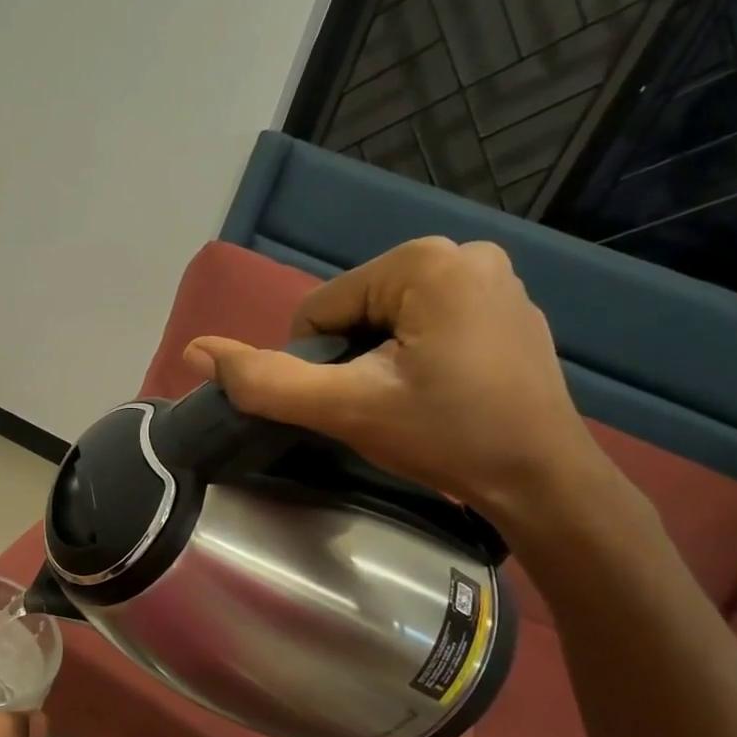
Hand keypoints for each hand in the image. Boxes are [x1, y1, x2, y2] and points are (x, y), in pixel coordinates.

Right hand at [183, 237, 605, 523]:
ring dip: (377, 362)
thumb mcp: (345, 408)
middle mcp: (463, 253)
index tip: (349, 404)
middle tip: (379, 409)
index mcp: (424, 261)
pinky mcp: (505, 309)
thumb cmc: (446, 436)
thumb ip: (266, 380)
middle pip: (354, 311)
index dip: (315, 362)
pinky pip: (424, 324)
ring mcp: (492, 279)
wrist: (543, 482)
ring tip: (408, 405)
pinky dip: (412, 358)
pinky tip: (436, 395)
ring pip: (386, 321)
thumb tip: (194, 350)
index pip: (320, 308)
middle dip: (348, 361)